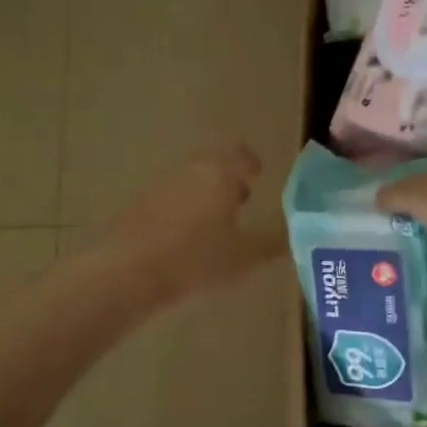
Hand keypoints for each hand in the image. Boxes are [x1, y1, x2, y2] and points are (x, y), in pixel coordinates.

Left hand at [105, 144, 286, 302]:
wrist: (126, 272)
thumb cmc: (196, 259)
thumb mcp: (245, 256)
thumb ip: (273, 241)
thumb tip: (300, 228)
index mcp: (219, 174)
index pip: (241, 155)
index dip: (251, 163)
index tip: (258, 172)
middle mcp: (189, 171)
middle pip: (212, 164)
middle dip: (227, 179)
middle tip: (241, 197)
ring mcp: (158, 187)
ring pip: (189, 182)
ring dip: (204, 195)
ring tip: (215, 223)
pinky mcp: (136, 207)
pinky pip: (168, 200)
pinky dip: (182, 211)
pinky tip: (184, 238)